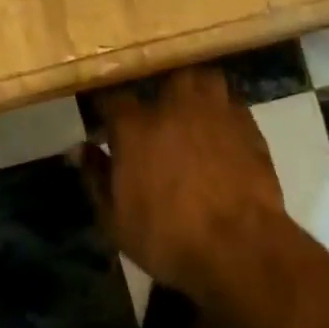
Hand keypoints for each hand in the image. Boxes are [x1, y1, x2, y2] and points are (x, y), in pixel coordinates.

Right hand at [81, 65, 287, 303]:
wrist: (242, 251)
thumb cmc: (169, 238)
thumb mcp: (116, 220)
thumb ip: (95, 178)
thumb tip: (79, 149)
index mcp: (135, 127)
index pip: (113, 97)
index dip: (108, 106)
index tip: (106, 118)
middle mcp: (173, 107)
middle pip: (163, 76)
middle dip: (159, 88)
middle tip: (157, 111)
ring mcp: (214, 113)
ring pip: (203, 79)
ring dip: (196, 91)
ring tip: (193, 111)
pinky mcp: (249, 128)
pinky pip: (233, 106)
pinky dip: (225, 114)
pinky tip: (222, 134)